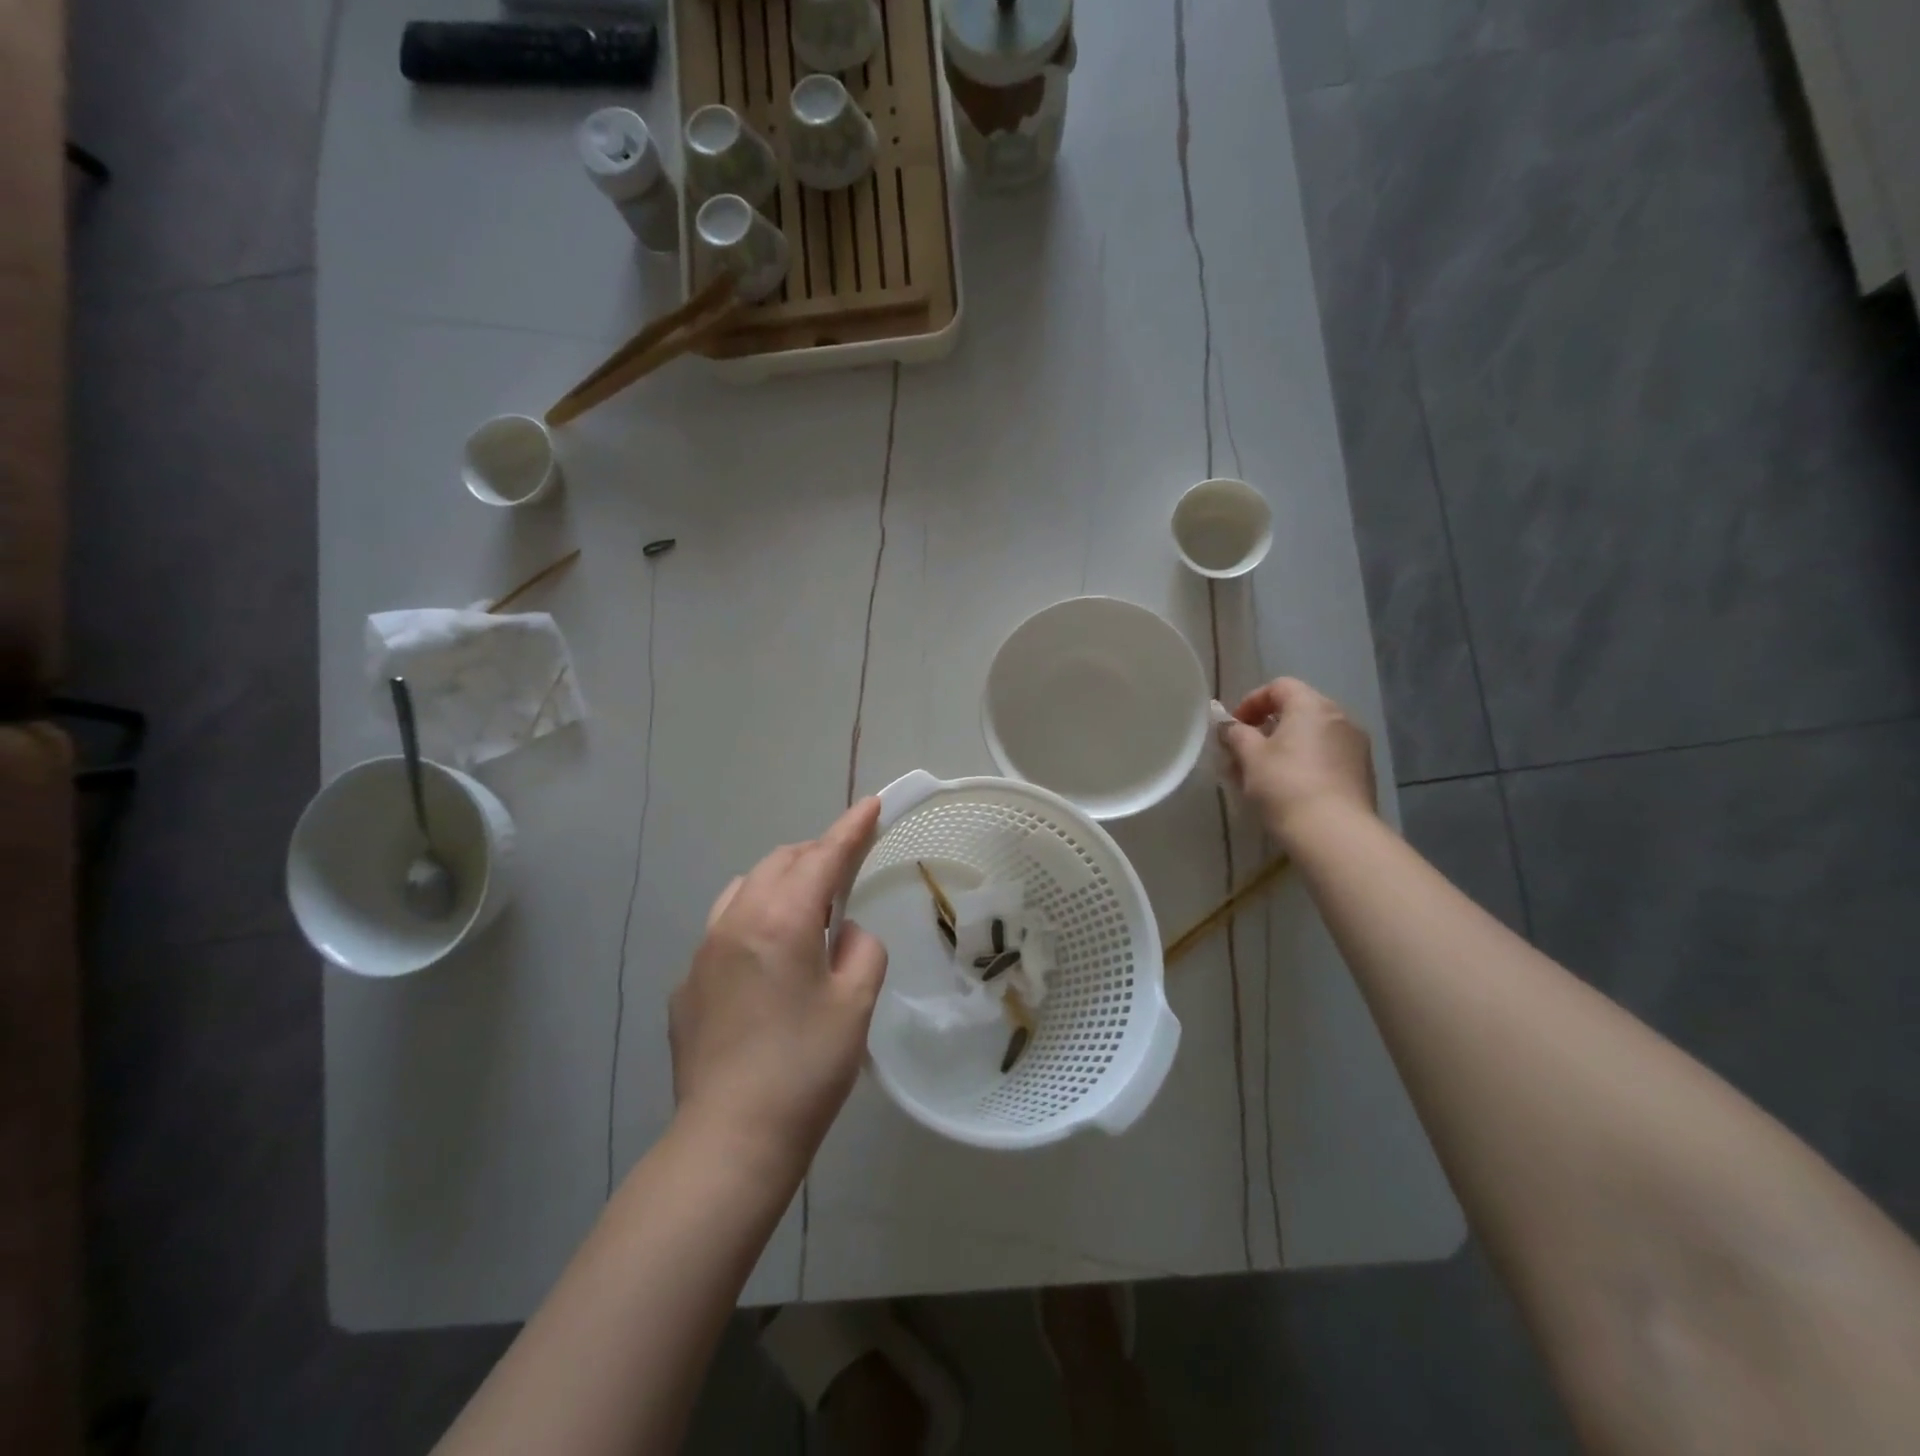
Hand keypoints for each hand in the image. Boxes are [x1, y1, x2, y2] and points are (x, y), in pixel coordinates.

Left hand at [668, 798, 886, 1178]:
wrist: (730, 1141)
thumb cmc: (805, 1068)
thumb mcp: (855, 1004)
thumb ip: (862, 949)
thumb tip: (845, 933)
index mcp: (781, 920)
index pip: (823, 857)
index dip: (851, 828)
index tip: (871, 804)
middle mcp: (735, 922)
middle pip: (780, 863)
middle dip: (816, 855)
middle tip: (846, 871)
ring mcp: (703, 952)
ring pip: (745, 889)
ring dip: (781, 884)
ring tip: (807, 913)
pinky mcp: (687, 985)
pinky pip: (724, 930)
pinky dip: (754, 922)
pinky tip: (767, 965)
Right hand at [1219, 678, 1376, 848]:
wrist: (1334, 832)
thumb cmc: (1285, 785)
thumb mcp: (1249, 757)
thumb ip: (1236, 734)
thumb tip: (1230, 727)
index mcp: (1312, 706)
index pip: (1279, 687)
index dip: (1251, 702)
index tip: (1234, 727)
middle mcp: (1339, 718)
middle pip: (1297, 711)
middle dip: (1266, 728)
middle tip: (1244, 753)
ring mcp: (1355, 746)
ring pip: (1312, 737)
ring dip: (1285, 748)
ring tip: (1263, 775)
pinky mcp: (1362, 773)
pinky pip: (1326, 757)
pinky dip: (1305, 763)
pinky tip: (1289, 789)